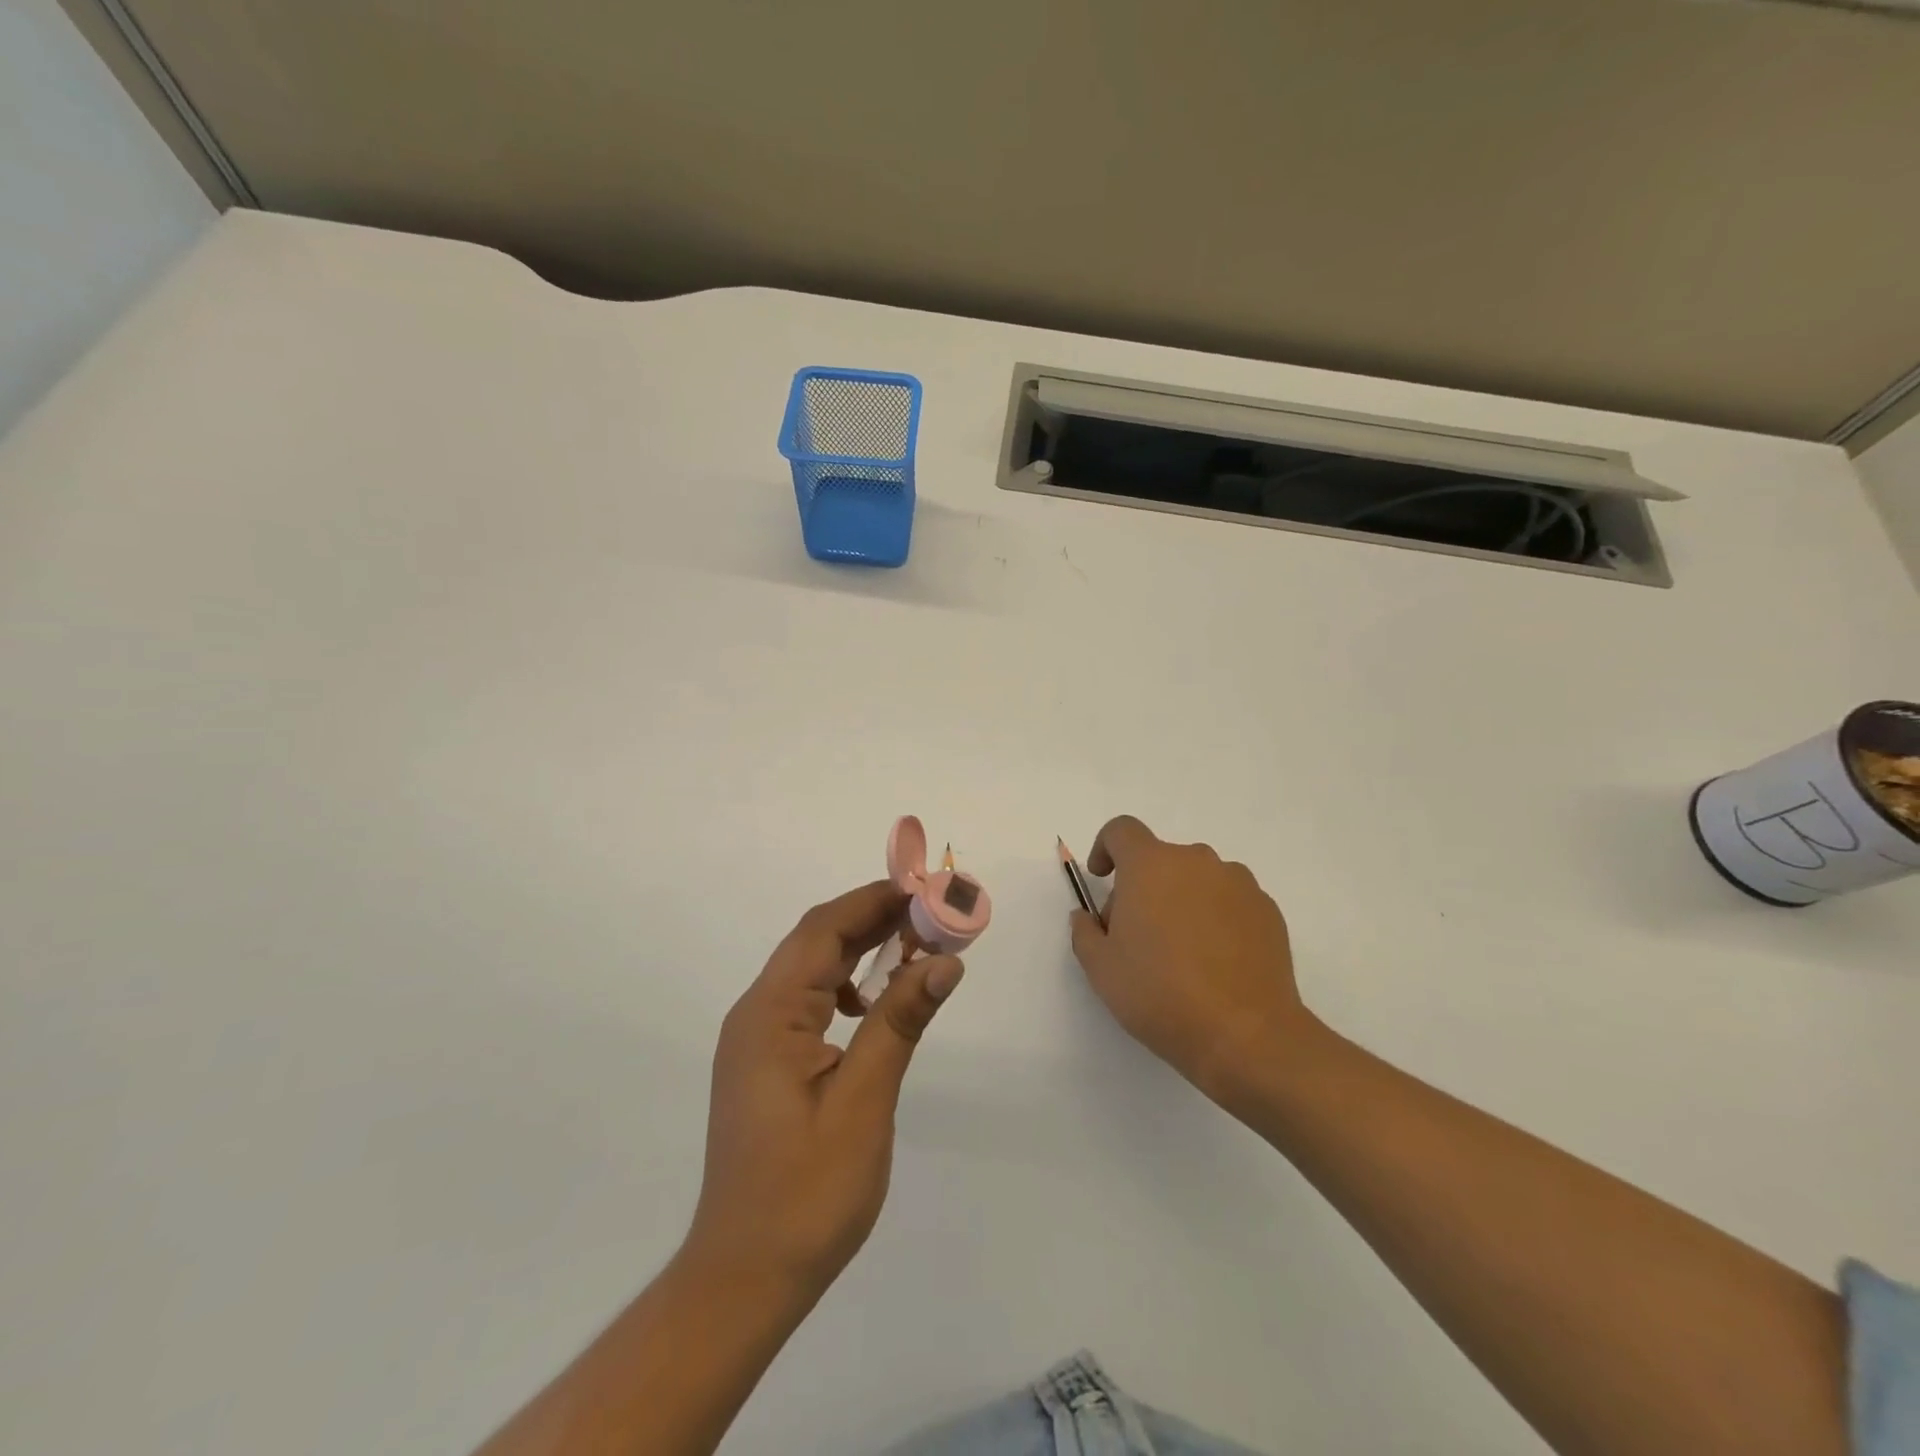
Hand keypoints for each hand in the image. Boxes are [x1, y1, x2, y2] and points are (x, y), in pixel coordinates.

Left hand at [685, 881, 963, 1303]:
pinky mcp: (766, 1061)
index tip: (925, 889)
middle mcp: (756, 1014)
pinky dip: (848, 985)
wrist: (745, 1277)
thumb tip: (944, 960)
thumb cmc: (805, 1194)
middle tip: (933, 913)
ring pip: (813, 969)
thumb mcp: (863, 1103)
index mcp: (770, 1014)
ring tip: (916, 945)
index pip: (823, 930)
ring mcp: (757, 1039)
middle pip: (817, 942)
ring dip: (862, 949)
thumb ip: (900, 1022)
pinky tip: (877, 1003)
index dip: (873, 900)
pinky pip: (810, 1001)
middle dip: (874, 919)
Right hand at [1069, 815, 1310, 1102]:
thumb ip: (1085, 932)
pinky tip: (1215, 963)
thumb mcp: (1101, 968)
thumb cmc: (1160, 994)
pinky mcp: (1268, 910)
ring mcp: (1239, 883)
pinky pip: (1229, 901)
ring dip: (1181, 901)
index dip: (1105, 847)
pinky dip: (1215, 918)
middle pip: (1159, 859)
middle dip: (1142, 887)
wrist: (1246, 1035)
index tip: (1101, 878)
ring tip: (1181, 953)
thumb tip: (1089, 918)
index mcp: (1151, 865)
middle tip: (1136, 936)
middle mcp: (1197, 861)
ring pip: (1197, 880)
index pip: (1122, 830)